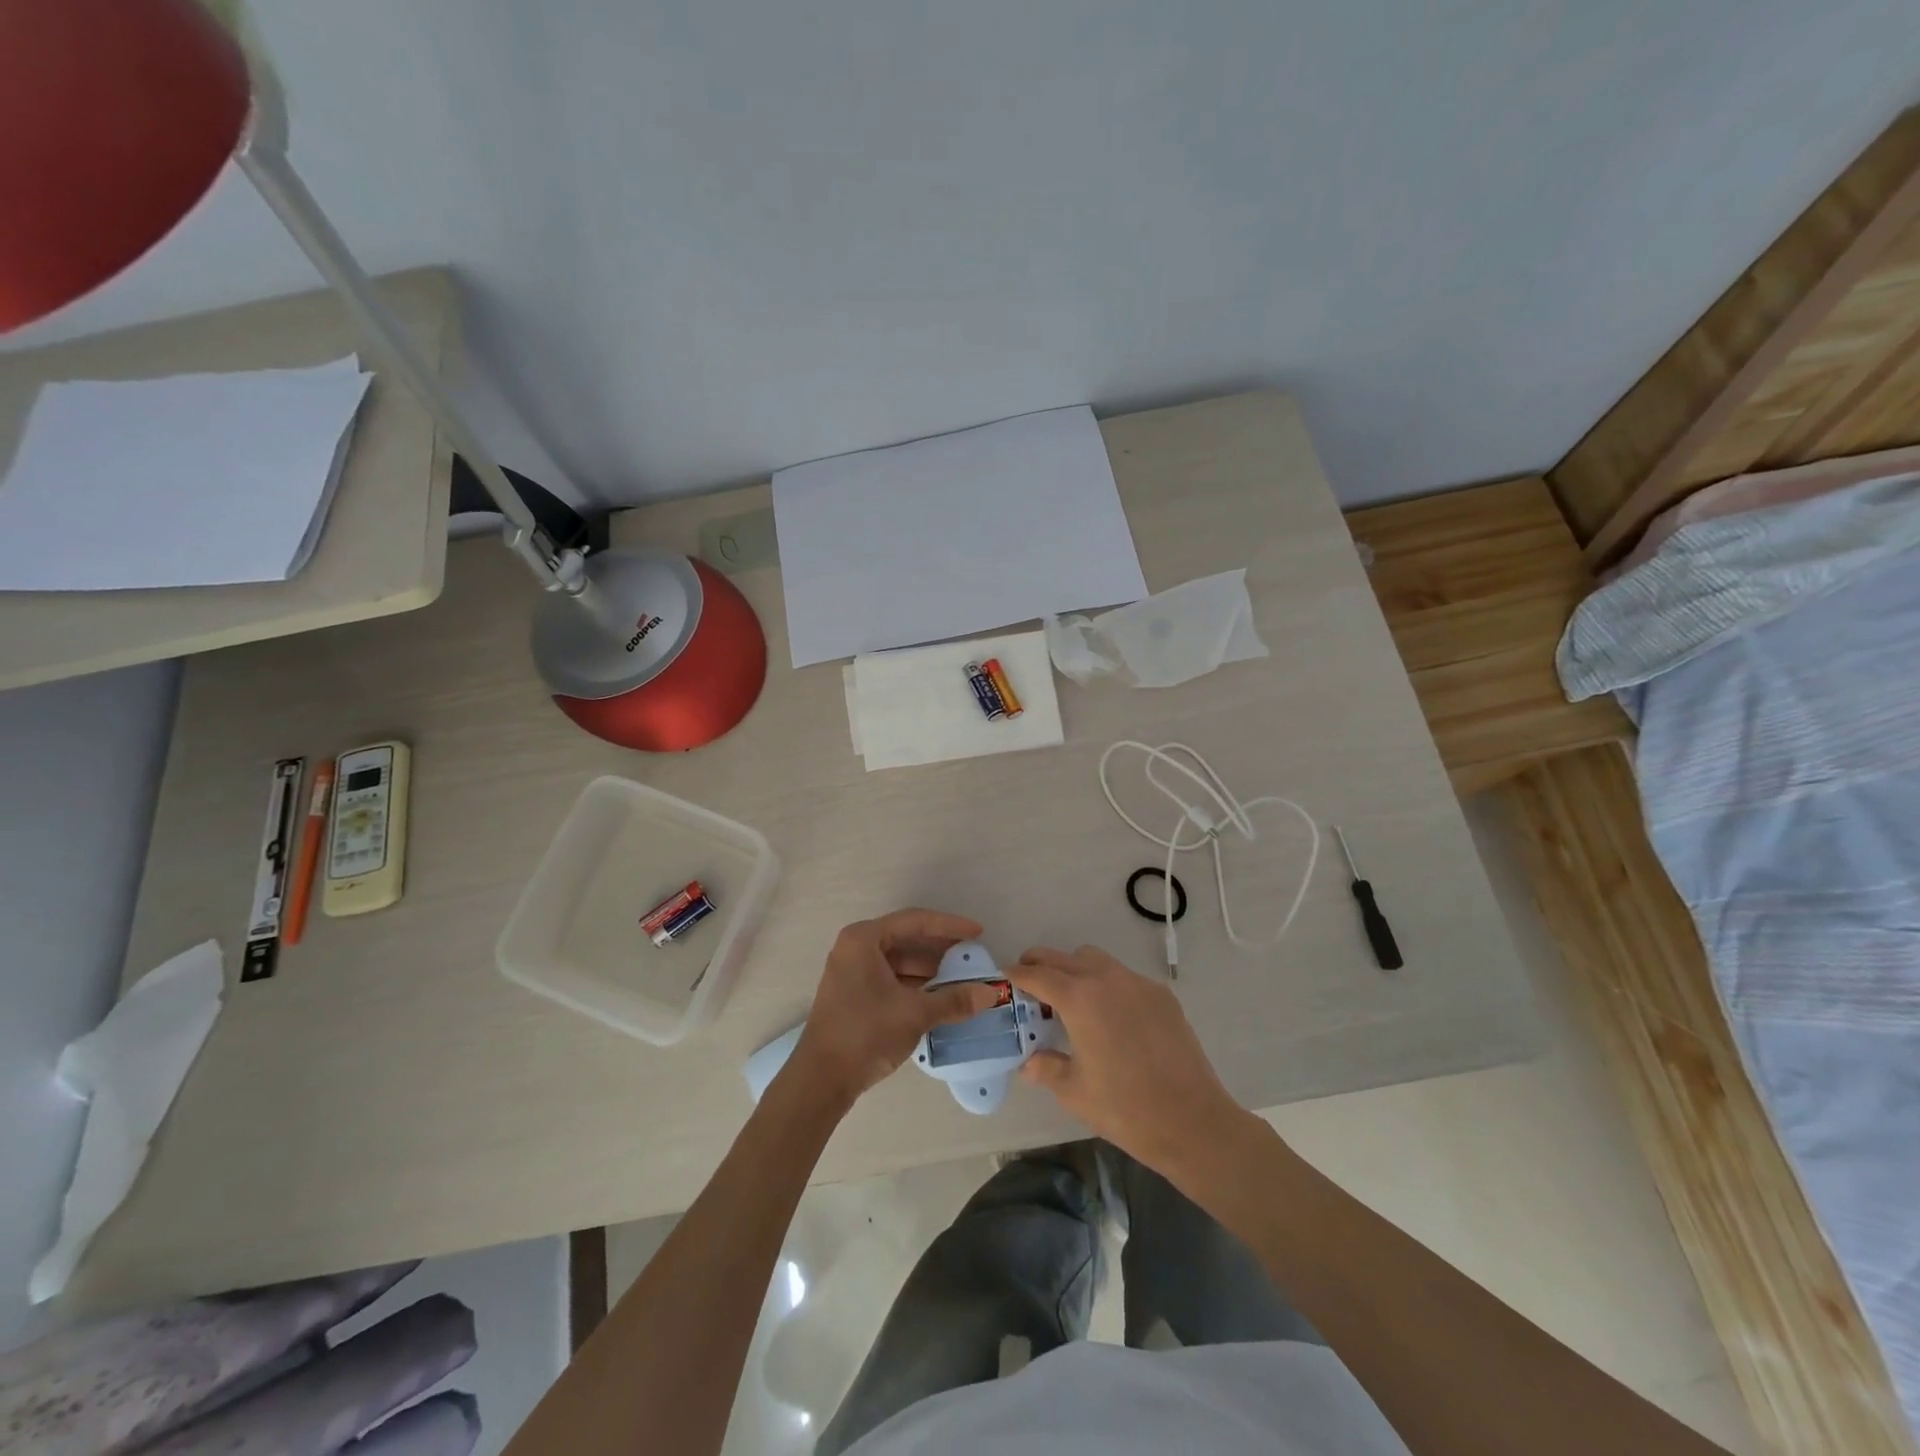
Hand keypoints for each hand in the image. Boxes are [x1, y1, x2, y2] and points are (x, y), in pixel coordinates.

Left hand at [785, 909, 1000, 1112]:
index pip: (915, 922)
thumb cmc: (865, 1034)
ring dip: (929, 969)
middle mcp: (855, 947)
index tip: (978, 932)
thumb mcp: (915, 1014)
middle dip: (941, 948)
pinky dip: (915, 983)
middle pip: (906, 938)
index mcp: (864, 939)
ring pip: (899, 960)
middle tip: (972, 954)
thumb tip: (992, 993)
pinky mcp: (854, 993)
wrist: (821, 1081)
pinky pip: (891, 977)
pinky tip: (939, 996)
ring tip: (961, 978)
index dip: (950, 926)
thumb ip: (954, 1000)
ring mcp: (852, 971)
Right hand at [1006, 944, 1256, 1175]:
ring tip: (1070, 999)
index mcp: (1080, 999)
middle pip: (1065, 957)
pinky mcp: (1162, 996)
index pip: (1039, 974)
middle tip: (1031, 984)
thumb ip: (1046, 1068)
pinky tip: (1110, 1017)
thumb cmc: (1125, 1108)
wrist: (1192, 1121)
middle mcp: (1107, 979)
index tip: (1005, 976)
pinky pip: (1124, 977)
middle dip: (1043, 964)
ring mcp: (1138, 984)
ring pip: (1096, 960)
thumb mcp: (1074, 1091)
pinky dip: (1106, 984)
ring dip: (1075, 969)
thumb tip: (1028, 1061)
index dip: (1018, 974)